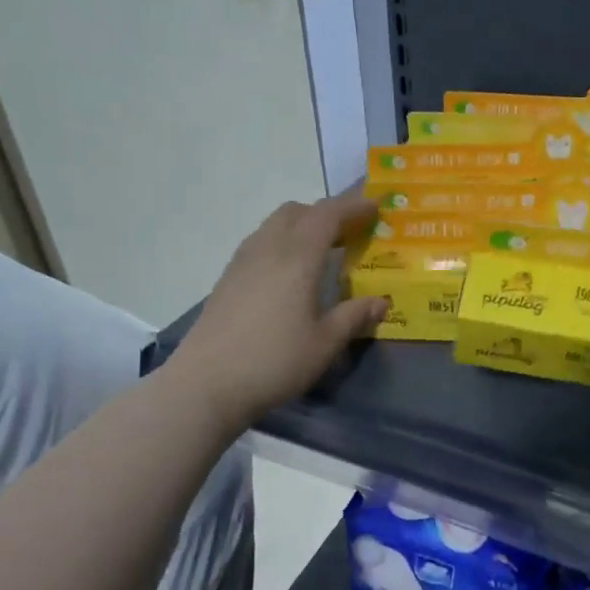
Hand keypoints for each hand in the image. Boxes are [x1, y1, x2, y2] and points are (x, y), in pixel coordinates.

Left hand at [174, 193, 387, 431]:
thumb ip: (354, 317)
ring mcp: (242, 261)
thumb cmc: (274, 361)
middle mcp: (268, 248)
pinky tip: (289, 274)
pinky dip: (282, 242)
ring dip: (301, 226)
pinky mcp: (227, 278)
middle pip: (297, 211)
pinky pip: (260, 243)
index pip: (327, 215)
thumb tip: (381, 301)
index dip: (353, 206)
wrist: (207, 383)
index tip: (375, 207)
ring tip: (321, 253)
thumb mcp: (324, 343)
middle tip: (349, 233)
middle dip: (326, 213)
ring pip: (274, 225)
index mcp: (297, 258)